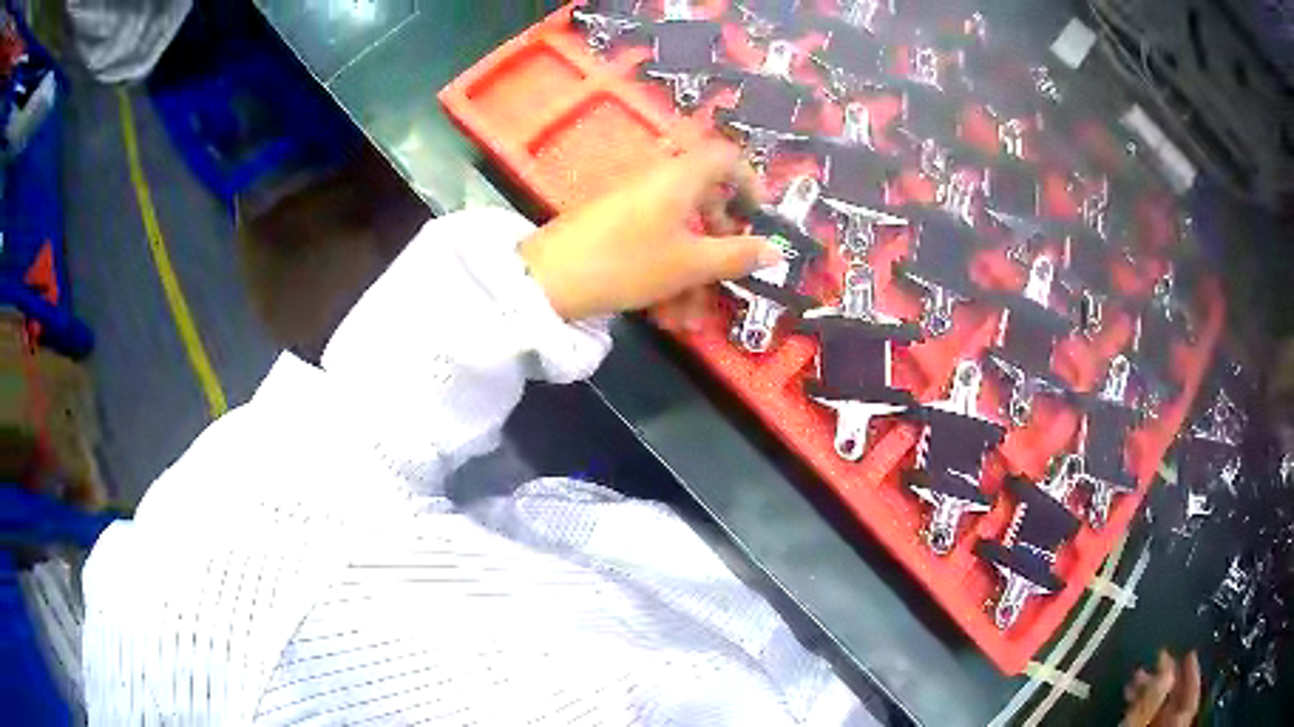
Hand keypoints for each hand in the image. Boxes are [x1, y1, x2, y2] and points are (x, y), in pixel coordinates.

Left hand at [518, 142, 781, 323]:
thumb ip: (736, 256)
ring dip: (691, 277)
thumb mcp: (689, 264)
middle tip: (730, 274)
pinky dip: (664, 276)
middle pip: (704, 200)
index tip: (760, 215)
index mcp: (679, 177)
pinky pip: (651, 245)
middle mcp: (657, 183)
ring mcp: (631, 205)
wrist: (547, 280)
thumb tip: (776, 249)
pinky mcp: (611, 228)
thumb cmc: (627, 262)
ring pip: (677, 233)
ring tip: (690, 322)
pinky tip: (664, 318)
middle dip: (720, 243)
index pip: (725, 157)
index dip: (750, 180)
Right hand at [1122, 650, 1200, 726]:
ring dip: (1149, 695)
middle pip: (1174, 706)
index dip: (1192, 674)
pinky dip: (1140, 711)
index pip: (1191, 698)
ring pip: (1158, 716)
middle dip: (1165, 682)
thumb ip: (1151, 701)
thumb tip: (1166, 661)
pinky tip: (1129, 702)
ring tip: (1134, 679)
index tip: (1188, 651)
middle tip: (1153, 661)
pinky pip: (1146, 724)